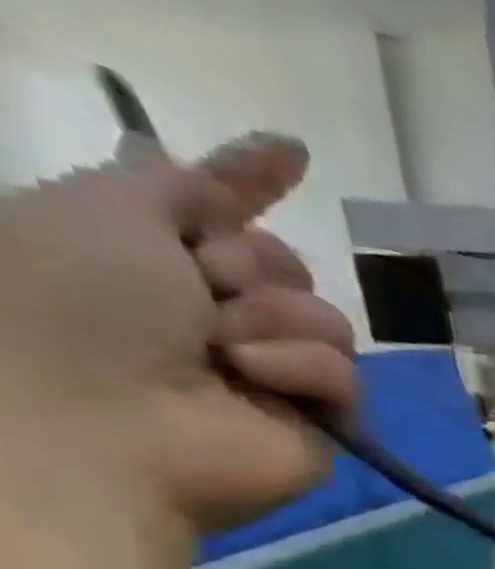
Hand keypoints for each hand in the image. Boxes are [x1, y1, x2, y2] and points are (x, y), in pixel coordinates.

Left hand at [0, 136, 356, 568]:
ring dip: (276, 323)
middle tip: (203, 294)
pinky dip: (303, 370)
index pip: (221, 211)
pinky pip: (345, 373)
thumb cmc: (75, 301)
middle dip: (252, 269)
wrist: (101, 420)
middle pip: (285, 263)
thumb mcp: (107, 211)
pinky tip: (259, 381)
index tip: (293, 153)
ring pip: (326, 318)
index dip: (250, 182)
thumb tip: (223, 148)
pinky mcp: (319, 419)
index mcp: (151, 261)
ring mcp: (271, 372)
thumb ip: (179, 183)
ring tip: (227, 351)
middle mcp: (214, 314)